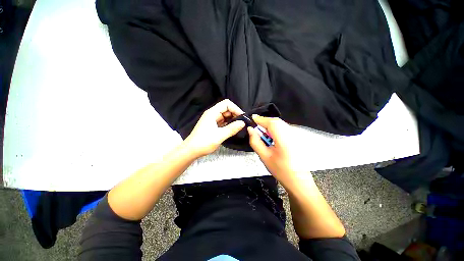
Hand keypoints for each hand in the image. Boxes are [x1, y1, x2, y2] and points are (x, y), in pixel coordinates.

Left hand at [184, 99, 244, 157]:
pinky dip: (228, 124)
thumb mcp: (220, 135)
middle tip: (242, 123)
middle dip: (235, 114)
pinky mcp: (212, 126)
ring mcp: (212, 120)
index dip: (235, 108)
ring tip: (239, 127)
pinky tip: (233, 129)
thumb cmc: (204, 142)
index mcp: (212, 113)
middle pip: (226, 109)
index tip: (242, 117)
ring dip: (232, 120)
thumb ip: (232, 128)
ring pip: (225, 116)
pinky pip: (223, 122)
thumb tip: (243, 123)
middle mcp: (212, 114)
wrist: (191, 150)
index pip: (226, 104)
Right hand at [247, 115, 309, 183]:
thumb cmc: (280, 170)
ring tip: (262, 132)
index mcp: (284, 139)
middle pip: (276, 121)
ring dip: (269, 125)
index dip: (260, 119)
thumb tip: (250, 129)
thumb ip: (255, 141)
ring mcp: (296, 135)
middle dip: (264, 121)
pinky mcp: (296, 137)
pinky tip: (271, 136)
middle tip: (255, 126)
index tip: (251, 119)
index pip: (271, 122)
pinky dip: (275, 128)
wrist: (298, 180)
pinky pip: (283, 127)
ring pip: (280, 123)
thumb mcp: (264, 156)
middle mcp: (292, 133)